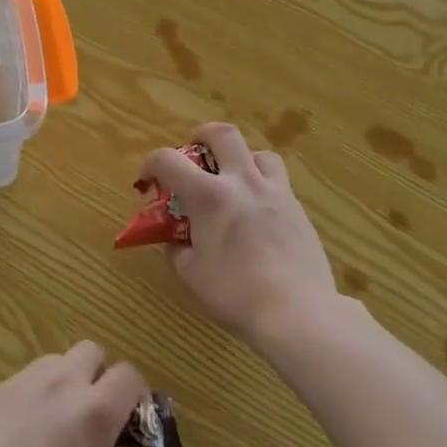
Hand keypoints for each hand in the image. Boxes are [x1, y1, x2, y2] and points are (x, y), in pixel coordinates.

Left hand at [0, 343, 146, 446]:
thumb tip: (95, 443)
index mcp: (94, 410)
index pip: (127, 375)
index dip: (133, 393)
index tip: (129, 416)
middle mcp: (62, 383)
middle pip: (91, 352)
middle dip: (97, 375)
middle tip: (90, 413)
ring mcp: (24, 382)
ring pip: (55, 362)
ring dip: (63, 382)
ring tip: (52, 422)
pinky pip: (25, 381)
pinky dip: (33, 397)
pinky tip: (19, 435)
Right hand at [143, 122, 336, 345]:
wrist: (297, 311)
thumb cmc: (236, 293)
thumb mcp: (192, 275)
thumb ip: (178, 251)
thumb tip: (174, 242)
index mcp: (208, 195)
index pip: (168, 161)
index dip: (151, 164)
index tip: (147, 179)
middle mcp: (242, 182)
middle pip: (223, 134)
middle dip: (203, 135)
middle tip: (196, 151)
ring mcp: (275, 192)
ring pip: (260, 154)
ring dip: (242, 159)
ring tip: (235, 180)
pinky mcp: (299, 210)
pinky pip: (279, 183)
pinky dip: (264, 187)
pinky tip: (259, 214)